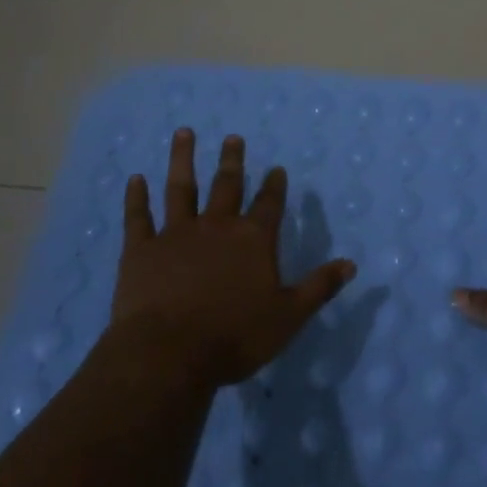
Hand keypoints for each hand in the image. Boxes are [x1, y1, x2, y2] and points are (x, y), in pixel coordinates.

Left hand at [112, 128, 355, 387]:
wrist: (168, 353)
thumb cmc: (234, 337)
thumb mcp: (288, 316)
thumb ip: (319, 287)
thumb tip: (351, 264)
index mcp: (253, 240)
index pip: (269, 204)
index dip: (274, 185)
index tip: (276, 168)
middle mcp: (217, 226)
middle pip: (226, 186)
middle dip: (232, 161)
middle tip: (232, 137)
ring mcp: (176, 234)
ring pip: (181, 188)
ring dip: (183, 159)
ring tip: (184, 133)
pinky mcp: (141, 250)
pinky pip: (139, 217)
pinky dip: (137, 197)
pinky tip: (135, 179)